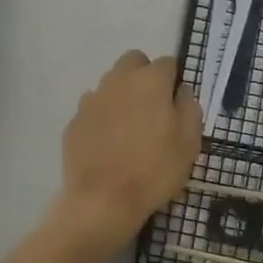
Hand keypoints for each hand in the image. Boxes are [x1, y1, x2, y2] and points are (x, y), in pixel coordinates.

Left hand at [51, 50, 201, 258]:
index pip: (167, 63)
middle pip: (133, 62)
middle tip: (153, 107)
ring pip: (110, 83)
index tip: (177, 101)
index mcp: (149, 82)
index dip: (174, 79)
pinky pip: (93, 108)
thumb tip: (182, 91)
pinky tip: (108, 142)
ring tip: (129, 128)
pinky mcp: (74, 120)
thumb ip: (189, 108)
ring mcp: (91, 99)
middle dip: (144, 75)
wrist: (102, 200)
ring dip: (122, 94)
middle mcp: (117, 81)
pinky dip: (102, 116)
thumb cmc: (154, 171)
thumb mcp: (189, 143)